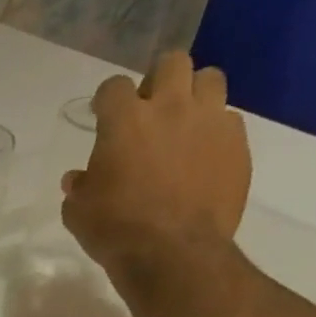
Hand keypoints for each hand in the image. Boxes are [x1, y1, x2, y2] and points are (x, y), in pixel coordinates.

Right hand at [61, 52, 251, 278]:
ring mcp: (209, 121)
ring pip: (209, 79)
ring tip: (183, 124)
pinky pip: (228, 120)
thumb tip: (79, 179)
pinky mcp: (237, 143)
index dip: (107, 100)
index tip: (102, 116)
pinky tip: (202, 157)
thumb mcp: (79, 213)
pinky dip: (213, 131)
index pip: (114, 87)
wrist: (173, 253)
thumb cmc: (115, 231)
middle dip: (158, 80)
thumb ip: (79, 188)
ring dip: (194, 94)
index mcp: (125, 122)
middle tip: (149, 111)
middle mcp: (170, 108)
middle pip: (172, 63)